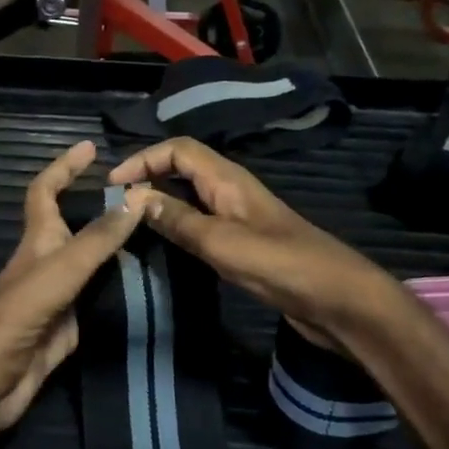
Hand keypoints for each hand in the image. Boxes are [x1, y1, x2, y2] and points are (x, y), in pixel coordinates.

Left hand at [0, 141, 143, 447]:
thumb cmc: (11, 321)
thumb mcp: (56, 274)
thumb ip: (96, 240)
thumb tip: (138, 198)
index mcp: (37, 243)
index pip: (46, 192)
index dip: (64, 167)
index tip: (90, 148)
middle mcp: (48, 265)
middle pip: (76, 226)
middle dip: (105, 208)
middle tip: (147, 198)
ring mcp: (58, 299)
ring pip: (92, 264)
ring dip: (119, 249)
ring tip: (159, 235)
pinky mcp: (68, 330)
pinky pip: (100, 301)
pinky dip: (121, 291)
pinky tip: (148, 289)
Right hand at [107, 138, 403, 354]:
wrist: (336, 299)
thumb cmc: (279, 264)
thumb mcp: (220, 242)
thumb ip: (177, 220)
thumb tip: (135, 199)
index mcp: (227, 179)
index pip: (178, 149)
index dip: (143, 159)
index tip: (113, 183)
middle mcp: (231, 190)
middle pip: (182, 168)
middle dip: (148, 176)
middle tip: (115, 203)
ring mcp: (238, 216)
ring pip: (190, 196)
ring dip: (161, 201)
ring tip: (129, 222)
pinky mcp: (243, 241)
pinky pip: (201, 221)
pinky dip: (177, 224)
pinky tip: (164, 244)